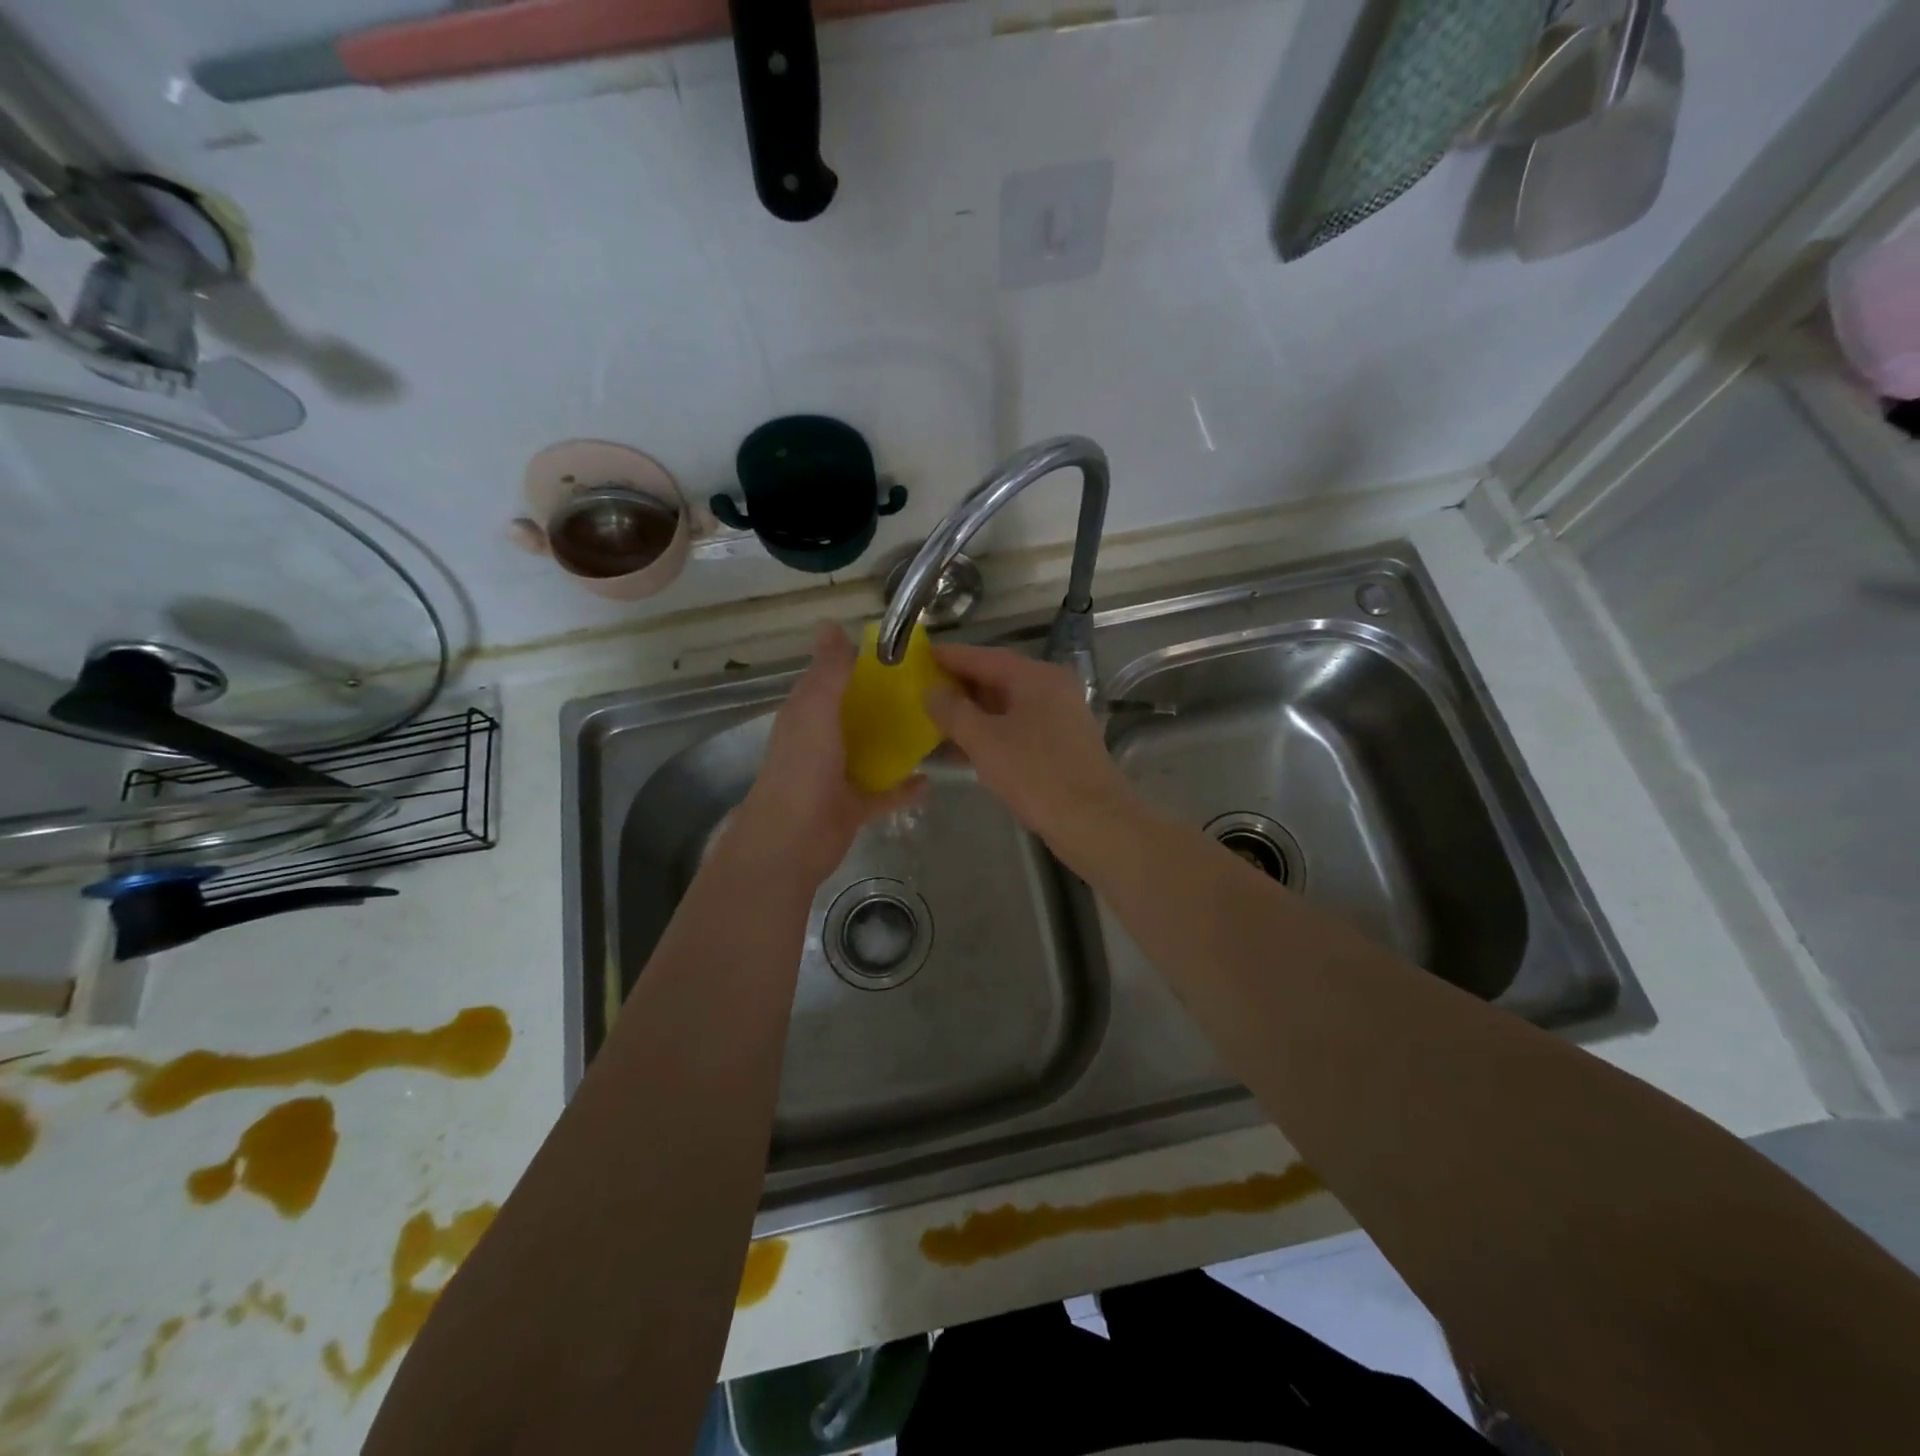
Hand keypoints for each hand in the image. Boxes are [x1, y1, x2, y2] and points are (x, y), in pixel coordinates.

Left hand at [732, 623, 924, 886]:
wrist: (792, 841)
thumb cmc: (803, 768)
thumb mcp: (815, 709)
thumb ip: (828, 671)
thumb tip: (831, 623)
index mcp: (808, 713)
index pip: (833, 679)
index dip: (860, 664)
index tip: (901, 653)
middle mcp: (822, 740)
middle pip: (857, 714)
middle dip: (887, 702)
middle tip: (931, 688)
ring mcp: (838, 775)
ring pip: (872, 751)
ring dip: (897, 741)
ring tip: (936, 727)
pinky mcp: (854, 806)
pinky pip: (885, 792)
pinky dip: (905, 787)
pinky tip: (930, 779)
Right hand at [923, 644, 1140, 862]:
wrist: (1093, 822)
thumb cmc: (1036, 774)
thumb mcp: (985, 740)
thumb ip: (953, 711)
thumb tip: (930, 690)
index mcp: (1036, 677)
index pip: (984, 656)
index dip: (949, 657)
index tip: (917, 656)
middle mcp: (1051, 689)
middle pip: (996, 678)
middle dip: (957, 686)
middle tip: (918, 691)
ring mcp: (1058, 718)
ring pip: (1005, 707)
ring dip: (970, 714)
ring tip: (931, 721)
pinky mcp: (1059, 746)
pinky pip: (1015, 729)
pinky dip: (989, 734)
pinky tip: (960, 750)